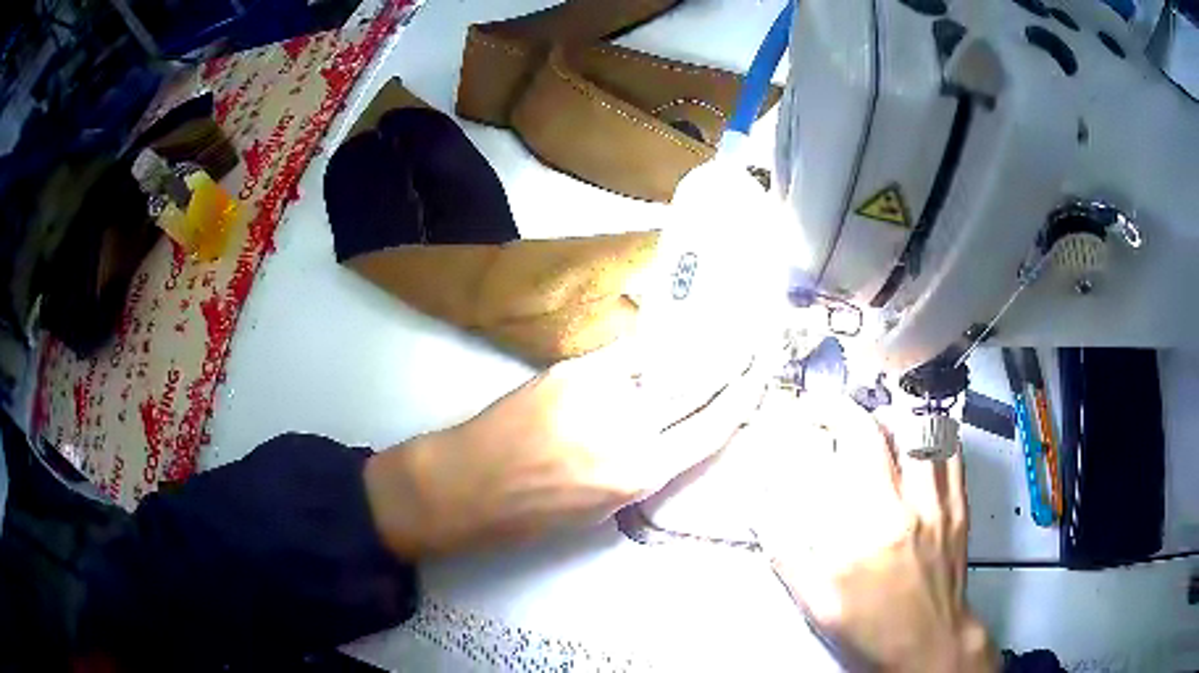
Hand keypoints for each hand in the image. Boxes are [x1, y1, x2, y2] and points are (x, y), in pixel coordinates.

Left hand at [364, 342, 763, 557]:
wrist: (468, 484)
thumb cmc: (532, 513)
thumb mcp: (601, 507)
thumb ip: (642, 467)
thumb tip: (669, 432)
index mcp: (641, 474)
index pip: (711, 429)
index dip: (742, 399)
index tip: (761, 376)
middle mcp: (631, 429)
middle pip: (699, 384)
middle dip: (735, 358)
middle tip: (758, 335)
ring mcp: (602, 392)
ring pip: (668, 358)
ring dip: (702, 341)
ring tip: (728, 322)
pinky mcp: (573, 369)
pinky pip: (629, 350)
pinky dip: (656, 340)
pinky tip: (674, 327)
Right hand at [742, 393, 997, 672]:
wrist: (928, 641)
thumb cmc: (871, 626)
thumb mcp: (817, 602)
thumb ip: (787, 554)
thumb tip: (762, 512)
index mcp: (870, 528)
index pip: (857, 442)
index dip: (834, 410)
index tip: (814, 407)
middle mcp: (911, 505)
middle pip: (894, 425)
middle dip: (861, 408)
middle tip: (843, 414)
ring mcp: (942, 503)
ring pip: (929, 429)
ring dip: (900, 417)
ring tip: (879, 424)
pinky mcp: (961, 507)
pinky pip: (953, 452)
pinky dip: (932, 436)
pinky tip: (916, 444)